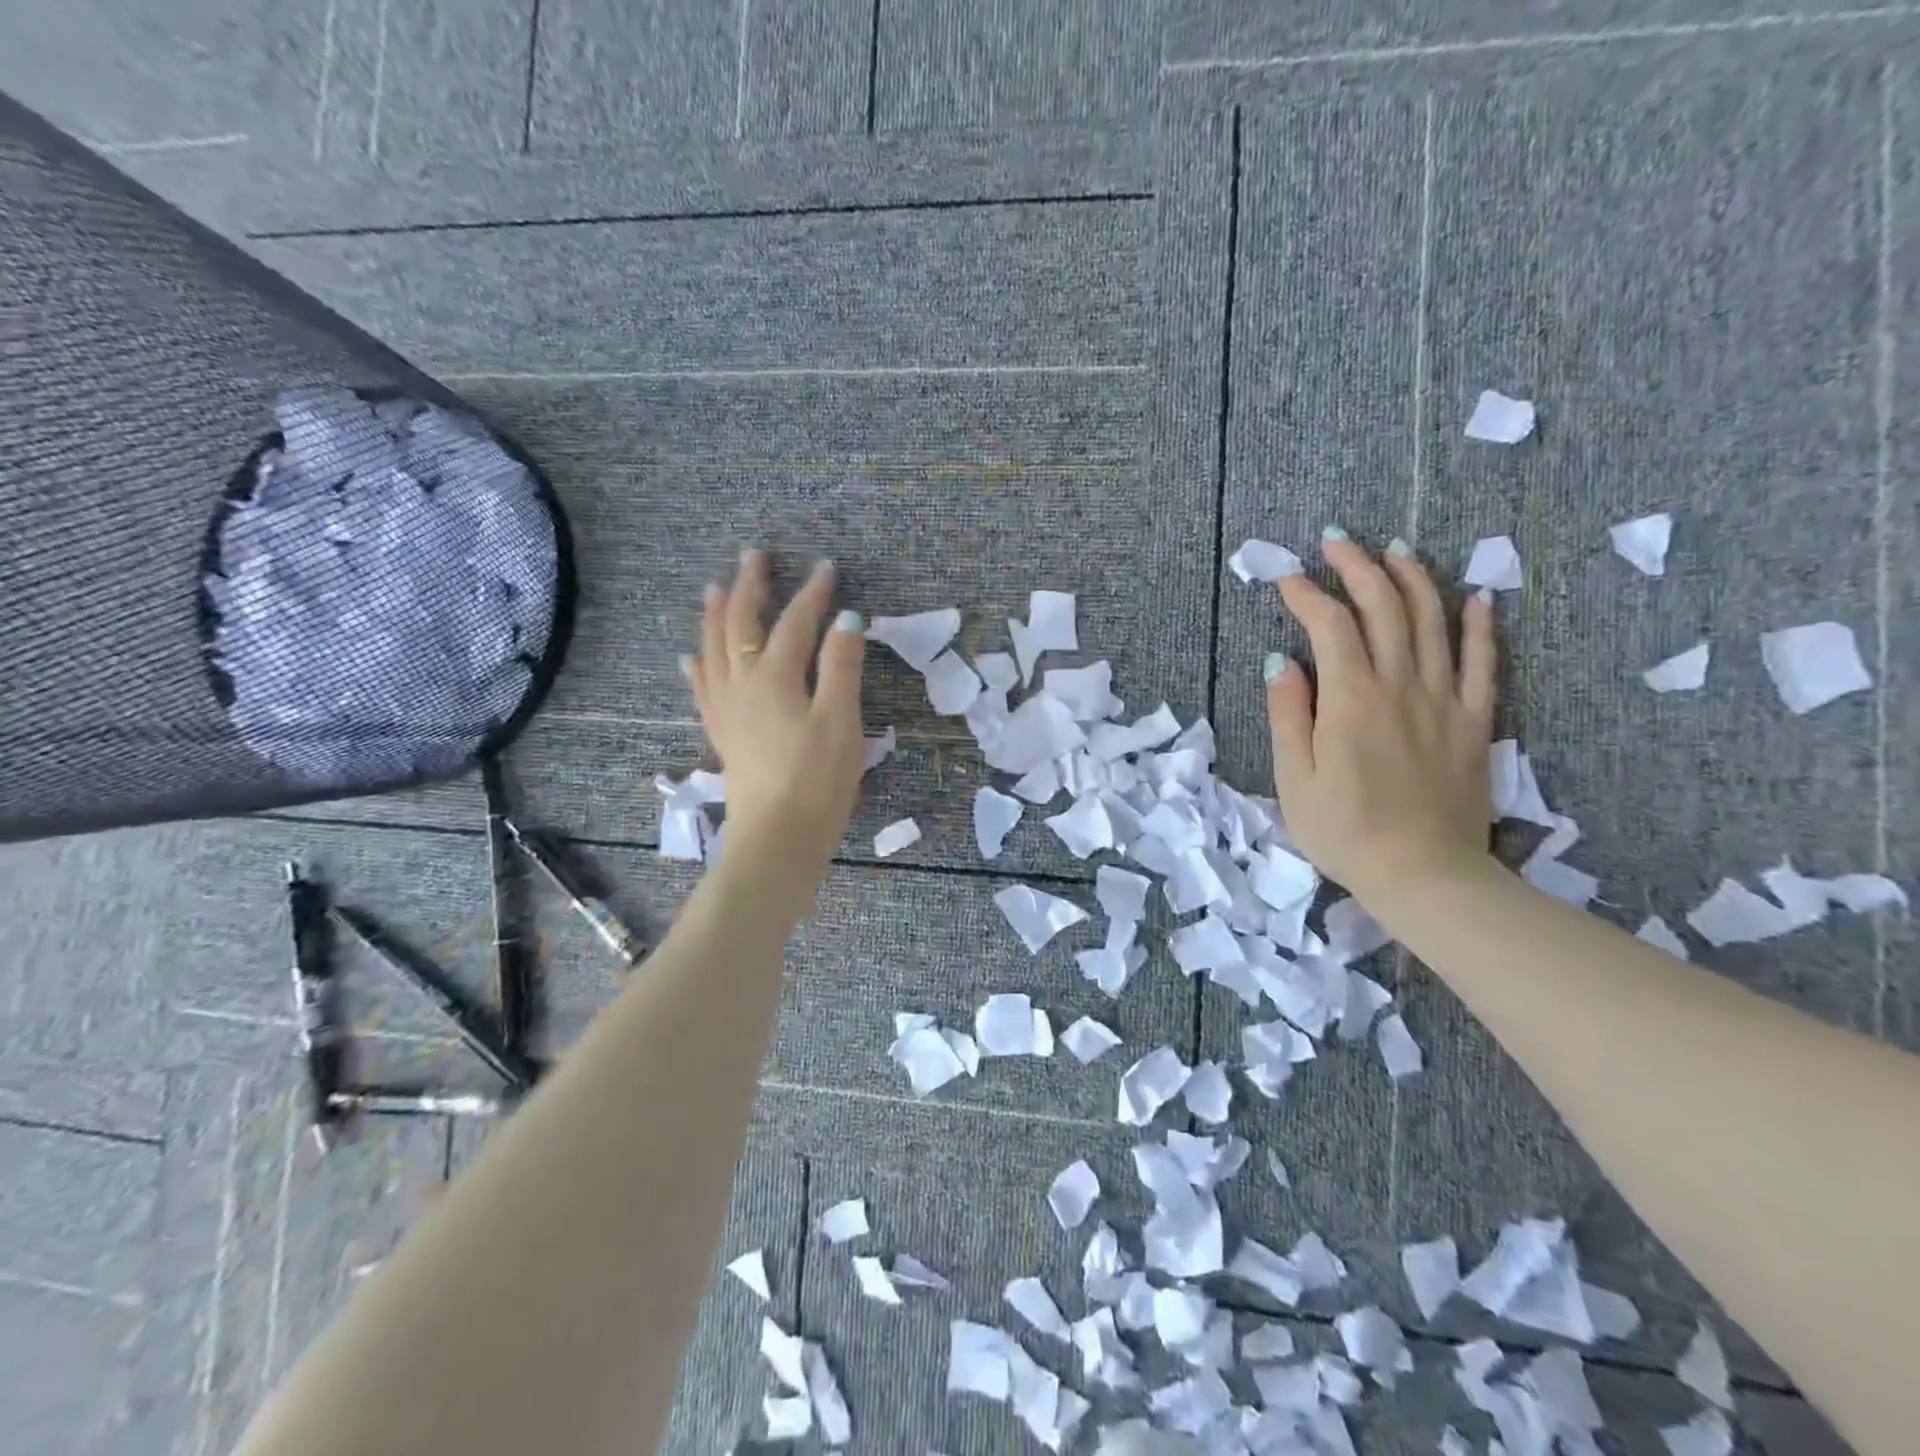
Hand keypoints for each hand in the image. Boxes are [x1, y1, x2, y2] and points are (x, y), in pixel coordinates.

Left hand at [682, 549, 865, 877]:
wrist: (777, 840)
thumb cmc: (817, 782)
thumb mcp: (841, 721)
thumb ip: (841, 667)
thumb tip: (847, 619)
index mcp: (775, 678)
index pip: (795, 623)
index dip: (812, 594)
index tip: (827, 566)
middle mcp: (742, 685)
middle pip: (741, 626)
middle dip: (749, 588)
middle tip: (754, 557)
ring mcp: (727, 710)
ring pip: (713, 651)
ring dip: (715, 616)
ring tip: (714, 589)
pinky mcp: (723, 735)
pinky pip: (703, 689)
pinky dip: (698, 665)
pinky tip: (691, 658)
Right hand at [1265, 532, 1497, 904]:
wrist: (1423, 874)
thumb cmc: (1344, 830)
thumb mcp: (1294, 779)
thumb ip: (1288, 715)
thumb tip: (1283, 662)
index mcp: (1351, 699)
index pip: (1329, 627)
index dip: (1306, 596)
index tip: (1286, 580)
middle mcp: (1401, 686)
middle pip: (1384, 610)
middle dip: (1357, 568)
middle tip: (1337, 542)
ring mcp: (1444, 701)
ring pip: (1434, 623)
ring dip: (1412, 580)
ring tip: (1394, 550)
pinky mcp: (1475, 723)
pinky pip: (1485, 664)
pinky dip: (1480, 627)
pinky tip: (1475, 599)